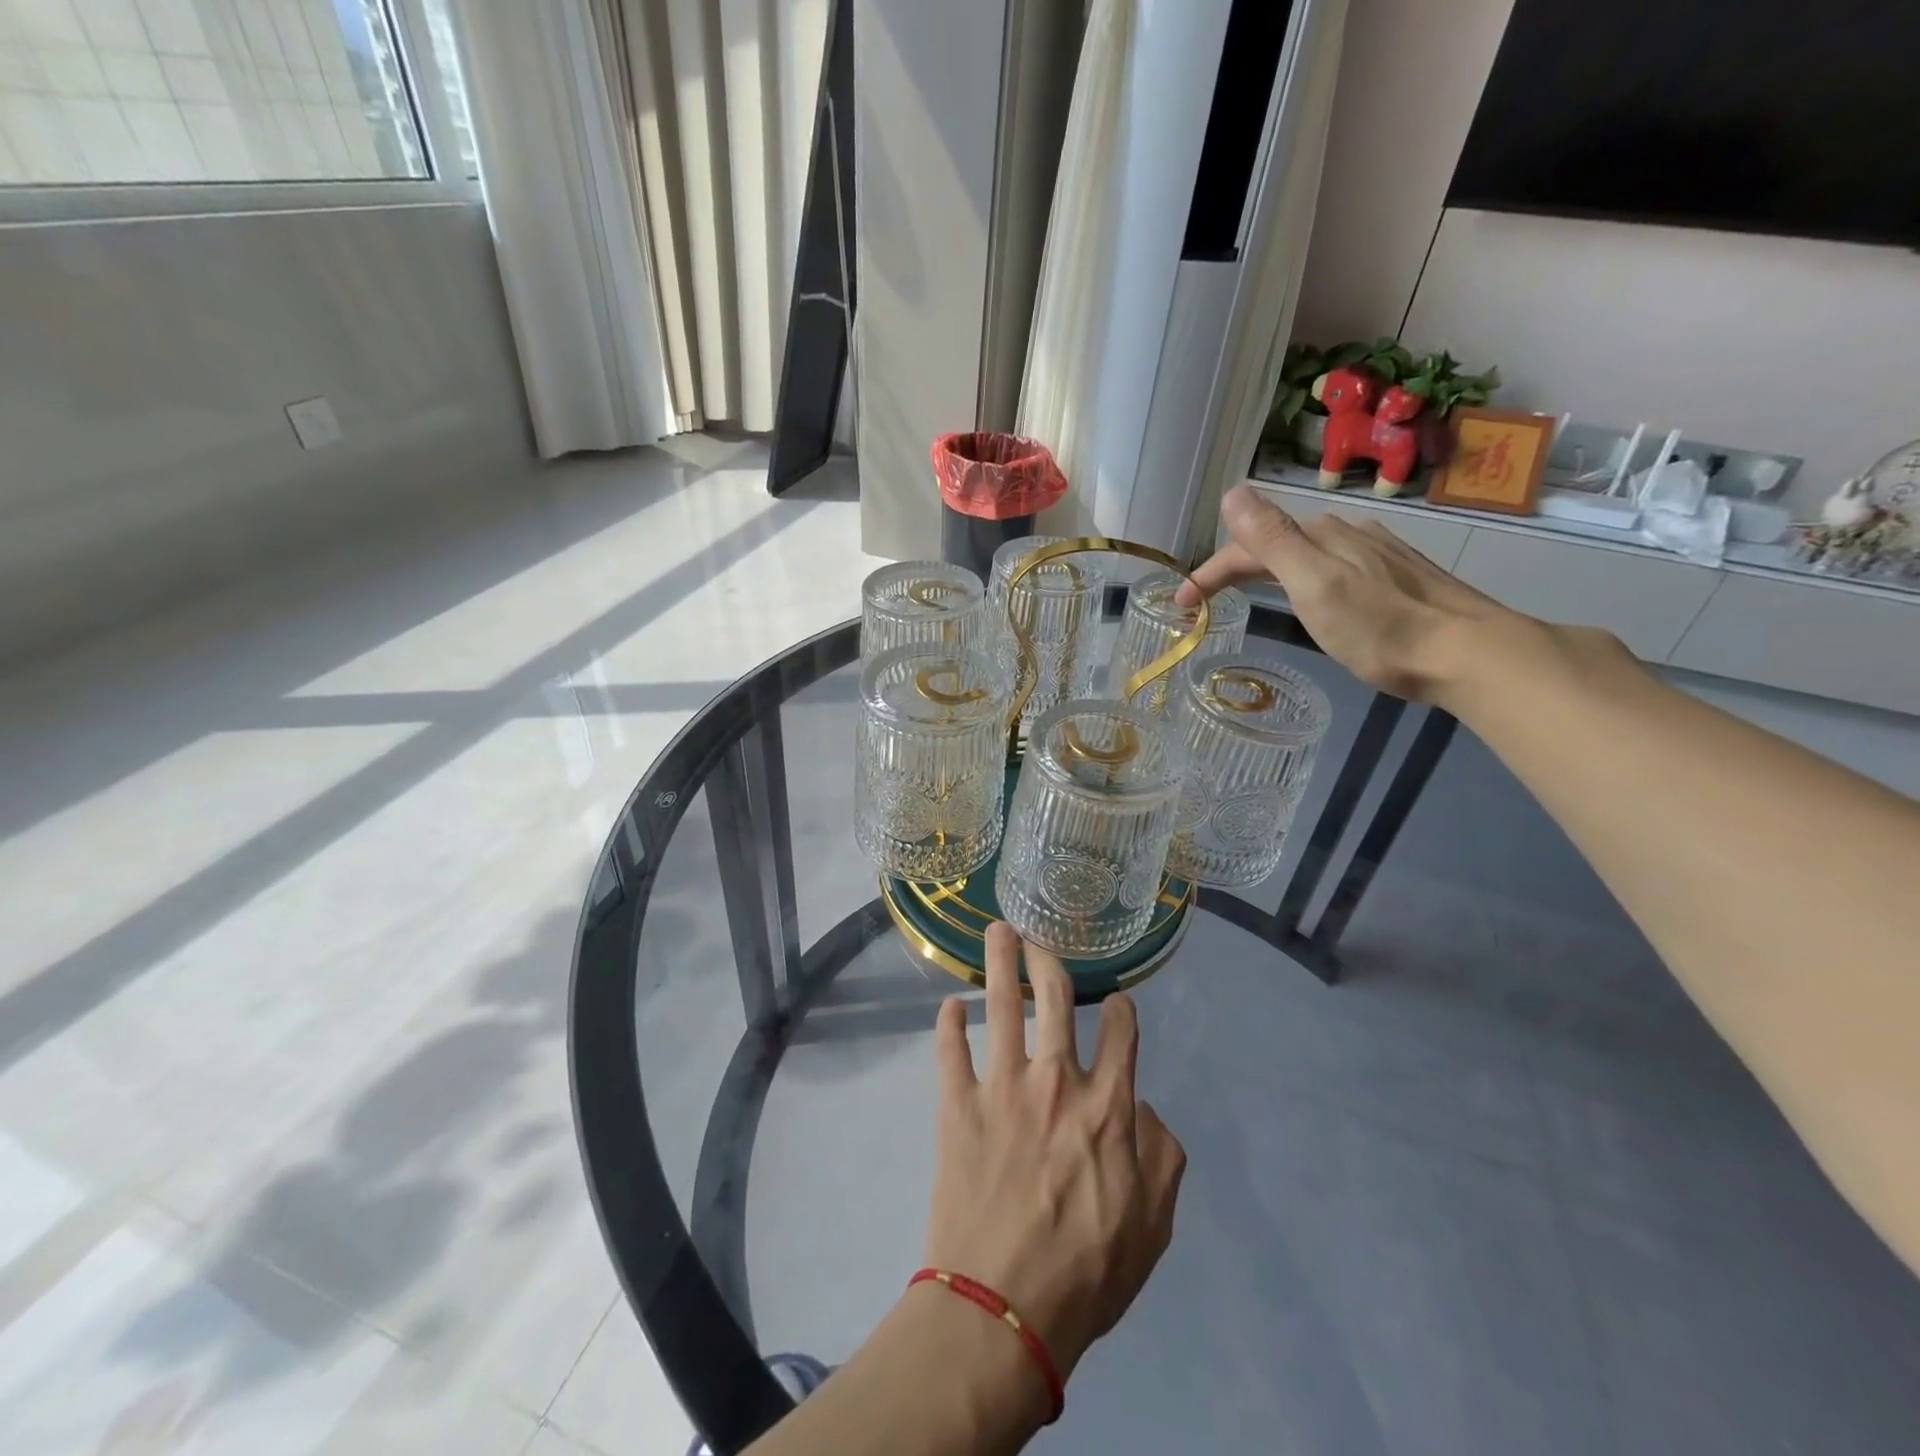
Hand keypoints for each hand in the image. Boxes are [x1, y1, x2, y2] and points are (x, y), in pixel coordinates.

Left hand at [923, 923, 1184, 1387]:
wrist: (1004, 1309)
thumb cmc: (1086, 1272)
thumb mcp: (1153, 1226)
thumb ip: (1162, 1156)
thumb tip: (1145, 1107)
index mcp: (1108, 1106)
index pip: (1122, 1034)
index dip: (1123, 1010)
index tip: (1117, 1000)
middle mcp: (1057, 1080)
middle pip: (1055, 998)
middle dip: (1048, 959)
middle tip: (1038, 934)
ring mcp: (1003, 1086)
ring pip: (1001, 1005)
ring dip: (999, 963)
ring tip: (995, 932)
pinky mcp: (958, 1104)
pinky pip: (951, 1050)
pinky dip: (949, 1023)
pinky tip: (950, 1006)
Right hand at [1177, 485, 1519, 701]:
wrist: (1467, 653)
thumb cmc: (1380, 628)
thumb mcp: (1314, 584)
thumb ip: (1273, 539)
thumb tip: (1233, 492)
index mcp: (1321, 536)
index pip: (1247, 547)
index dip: (1208, 571)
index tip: (1180, 604)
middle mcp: (1347, 534)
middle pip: (1275, 544)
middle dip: (1233, 568)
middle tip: (1203, 602)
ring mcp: (1376, 552)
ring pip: (1305, 553)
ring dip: (1267, 569)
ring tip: (1246, 595)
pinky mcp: (1397, 575)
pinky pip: (1332, 566)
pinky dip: (1301, 578)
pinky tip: (1311, 595)